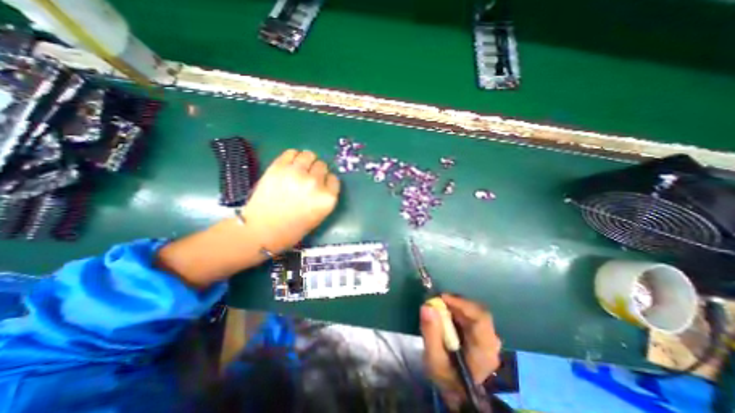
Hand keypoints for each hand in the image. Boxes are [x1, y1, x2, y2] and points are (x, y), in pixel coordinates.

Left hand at [244, 148, 341, 250]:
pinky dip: (293, 156)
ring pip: (309, 155)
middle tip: (309, 177)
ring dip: (307, 160)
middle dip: (318, 171)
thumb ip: (324, 197)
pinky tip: (291, 165)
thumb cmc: (293, 228)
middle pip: (322, 166)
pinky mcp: (278, 167)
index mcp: (326, 199)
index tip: (322, 184)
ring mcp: (296, 173)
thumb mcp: (318, 216)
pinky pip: (291, 152)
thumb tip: (323, 180)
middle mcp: (314, 183)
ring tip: (301, 168)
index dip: (327, 181)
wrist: (262, 231)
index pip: (334, 179)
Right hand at [422, 294, 501, 409]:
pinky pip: (472, 317)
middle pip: (477, 311)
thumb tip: (427, 306)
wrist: (460, 396)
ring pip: (474, 312)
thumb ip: (430, 333)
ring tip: (440, 307)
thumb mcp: (434, 359)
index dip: (461, 303)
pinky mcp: (483, 336)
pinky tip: (446, 315)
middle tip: (437, 301)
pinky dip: (458, 312)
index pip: (480, 317)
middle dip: (456, 303)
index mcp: (485, 348)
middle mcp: (492, 340)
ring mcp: (489, 338)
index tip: (441, 298)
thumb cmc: (448, 378)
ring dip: (456, 306)